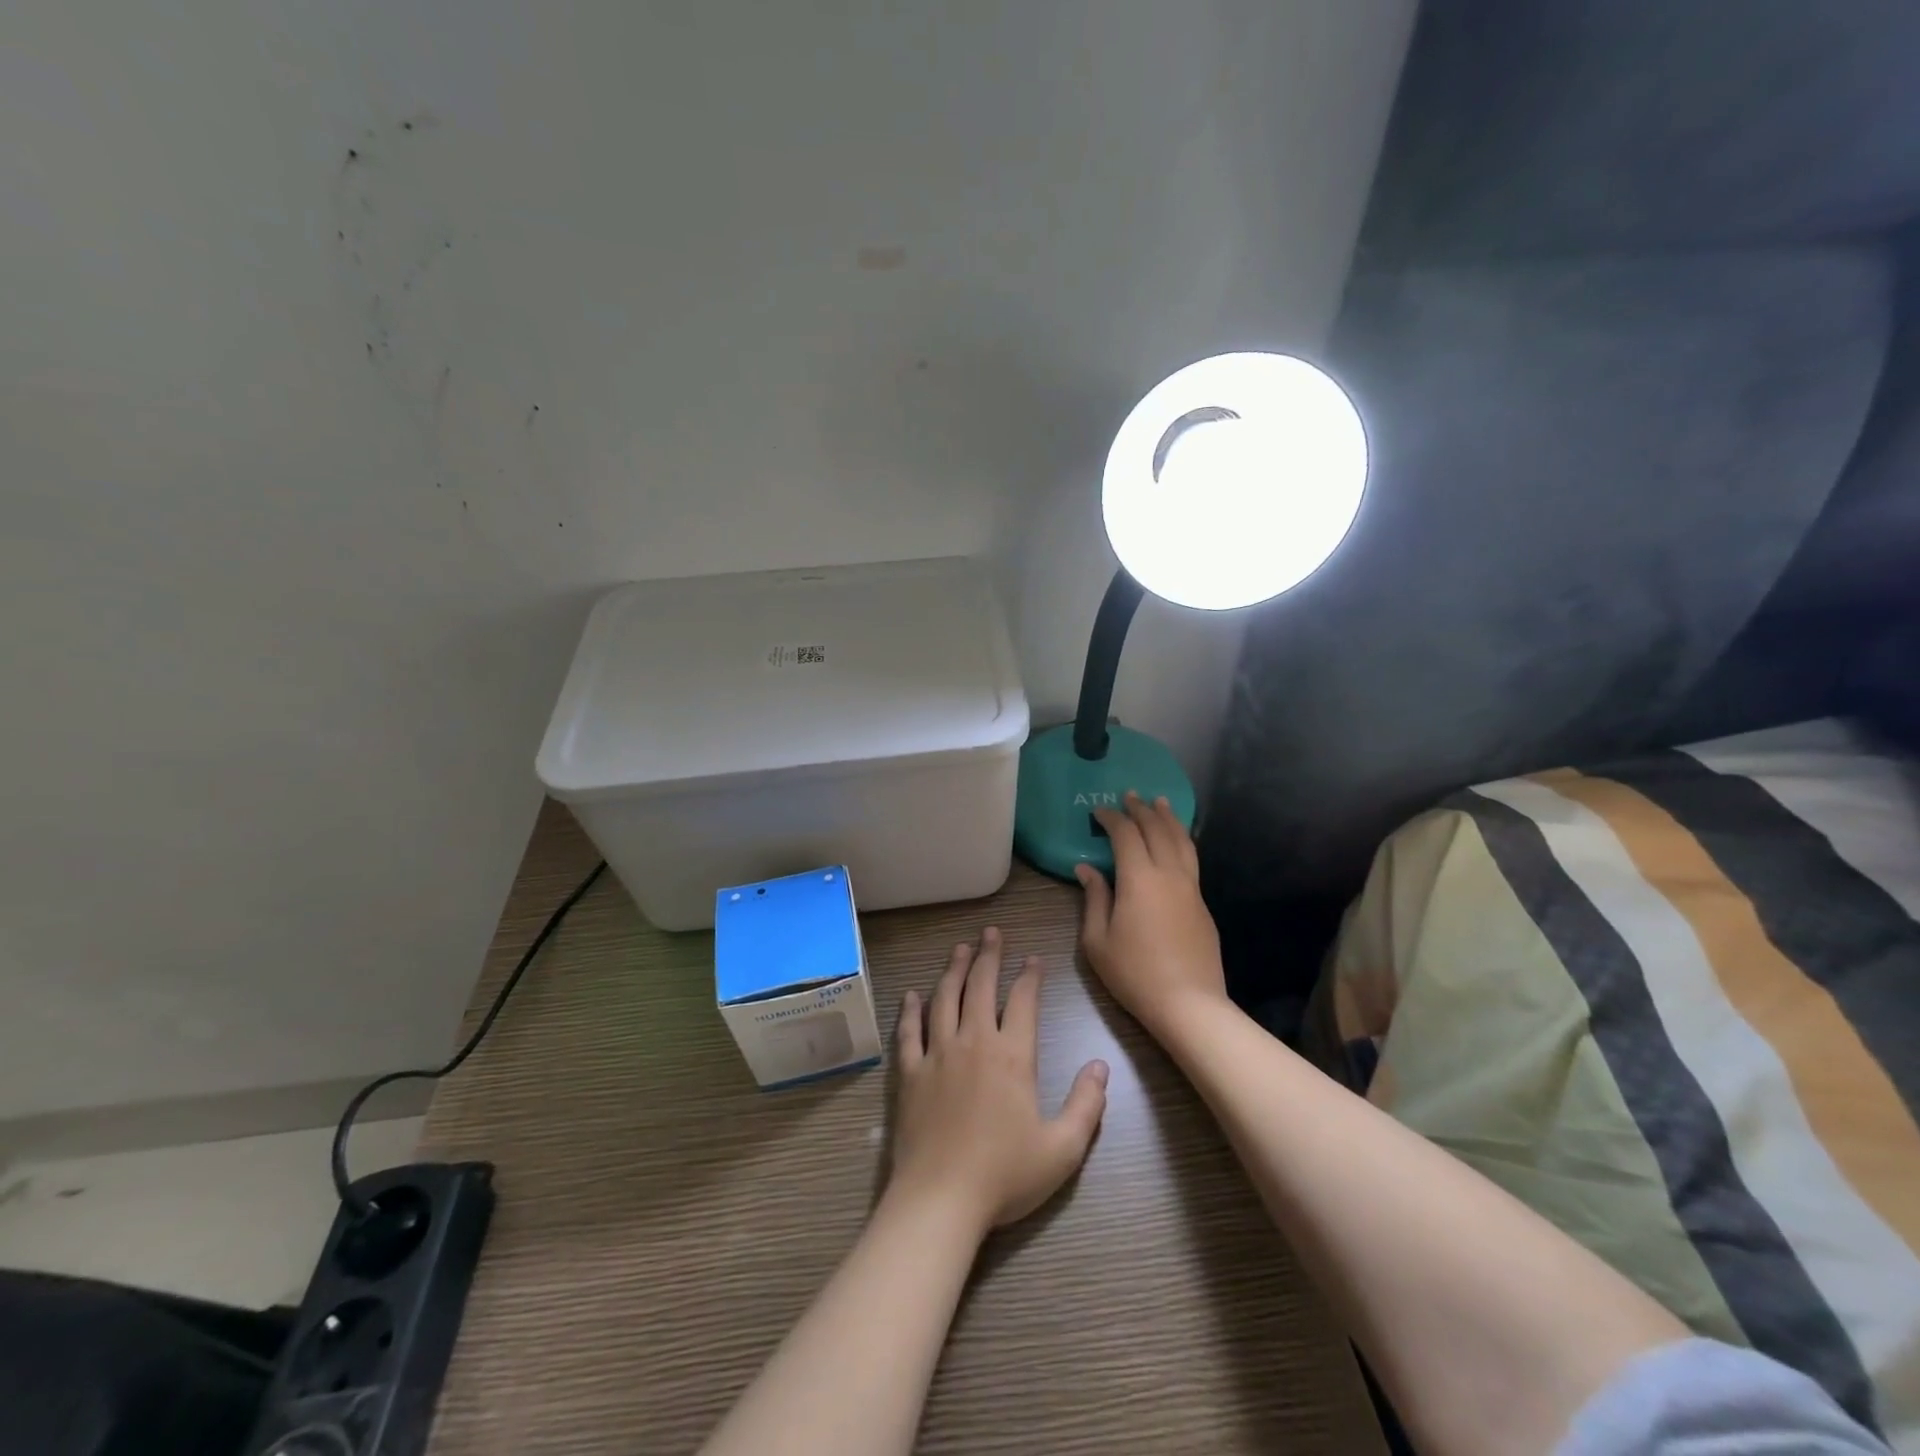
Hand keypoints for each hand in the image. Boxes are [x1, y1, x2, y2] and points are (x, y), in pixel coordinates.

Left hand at [889, 926, 1108, 1234]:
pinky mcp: (911, 1072)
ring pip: (945, 998)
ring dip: (954, 970)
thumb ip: (1086, 1105)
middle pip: (981, 987)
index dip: (1029, 976)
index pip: (1023, 1002)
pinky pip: (909, 1031)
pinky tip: (913, 994)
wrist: (941, 1199)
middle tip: (991, 932)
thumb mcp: (1062, 1149)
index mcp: (1012, 1057)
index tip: (1033, 958)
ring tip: (960, 948)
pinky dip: (911, 1010)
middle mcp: (974, 1042)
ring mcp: (938, 1054)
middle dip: (989, 956)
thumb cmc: (1004, 1176)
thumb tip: (1100, 1066)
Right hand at [1075, 792, 1227, 1038]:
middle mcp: (1168, 874)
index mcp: (1139, 878)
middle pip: (1157, 829)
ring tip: (1161, 803)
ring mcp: (1190, 888)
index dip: (1111, 818)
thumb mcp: (1097, 941)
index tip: (1099, 811)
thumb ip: (1093, 899)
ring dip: (1168, 818)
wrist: (1189, 1003)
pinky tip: (1176, 842)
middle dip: (1141, 810)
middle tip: (1129, 796)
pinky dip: (1181, 840)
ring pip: (1181, 841)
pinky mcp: (1202, 904)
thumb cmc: (1135, 973)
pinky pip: (1191, 859)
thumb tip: (1086, 869)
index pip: (1126, 834)